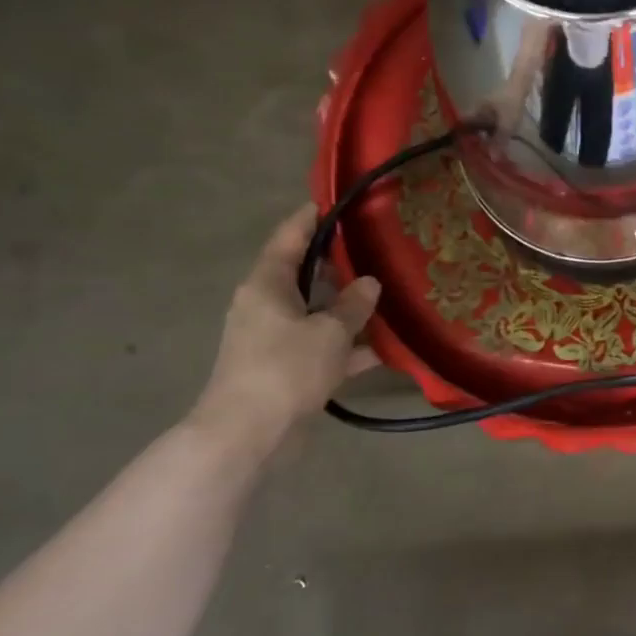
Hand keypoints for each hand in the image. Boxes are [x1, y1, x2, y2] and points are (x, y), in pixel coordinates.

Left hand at [190, 205, 380, 448]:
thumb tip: (369, 282)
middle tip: (374, 249)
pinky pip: (321, 347)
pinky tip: (383, 349)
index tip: (334, 201)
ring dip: (347, 309)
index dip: (310, 218)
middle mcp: (266, 306)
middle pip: (304, 275)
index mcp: (267, 285)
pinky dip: (346, 347)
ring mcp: (274, 340)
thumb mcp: (329, 332)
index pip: (289, 238)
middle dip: (337, 264)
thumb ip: (353, 305)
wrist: (248, 434)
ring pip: (316, 313)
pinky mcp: (285, 370)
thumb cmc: (286, 369)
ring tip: (387, 296)